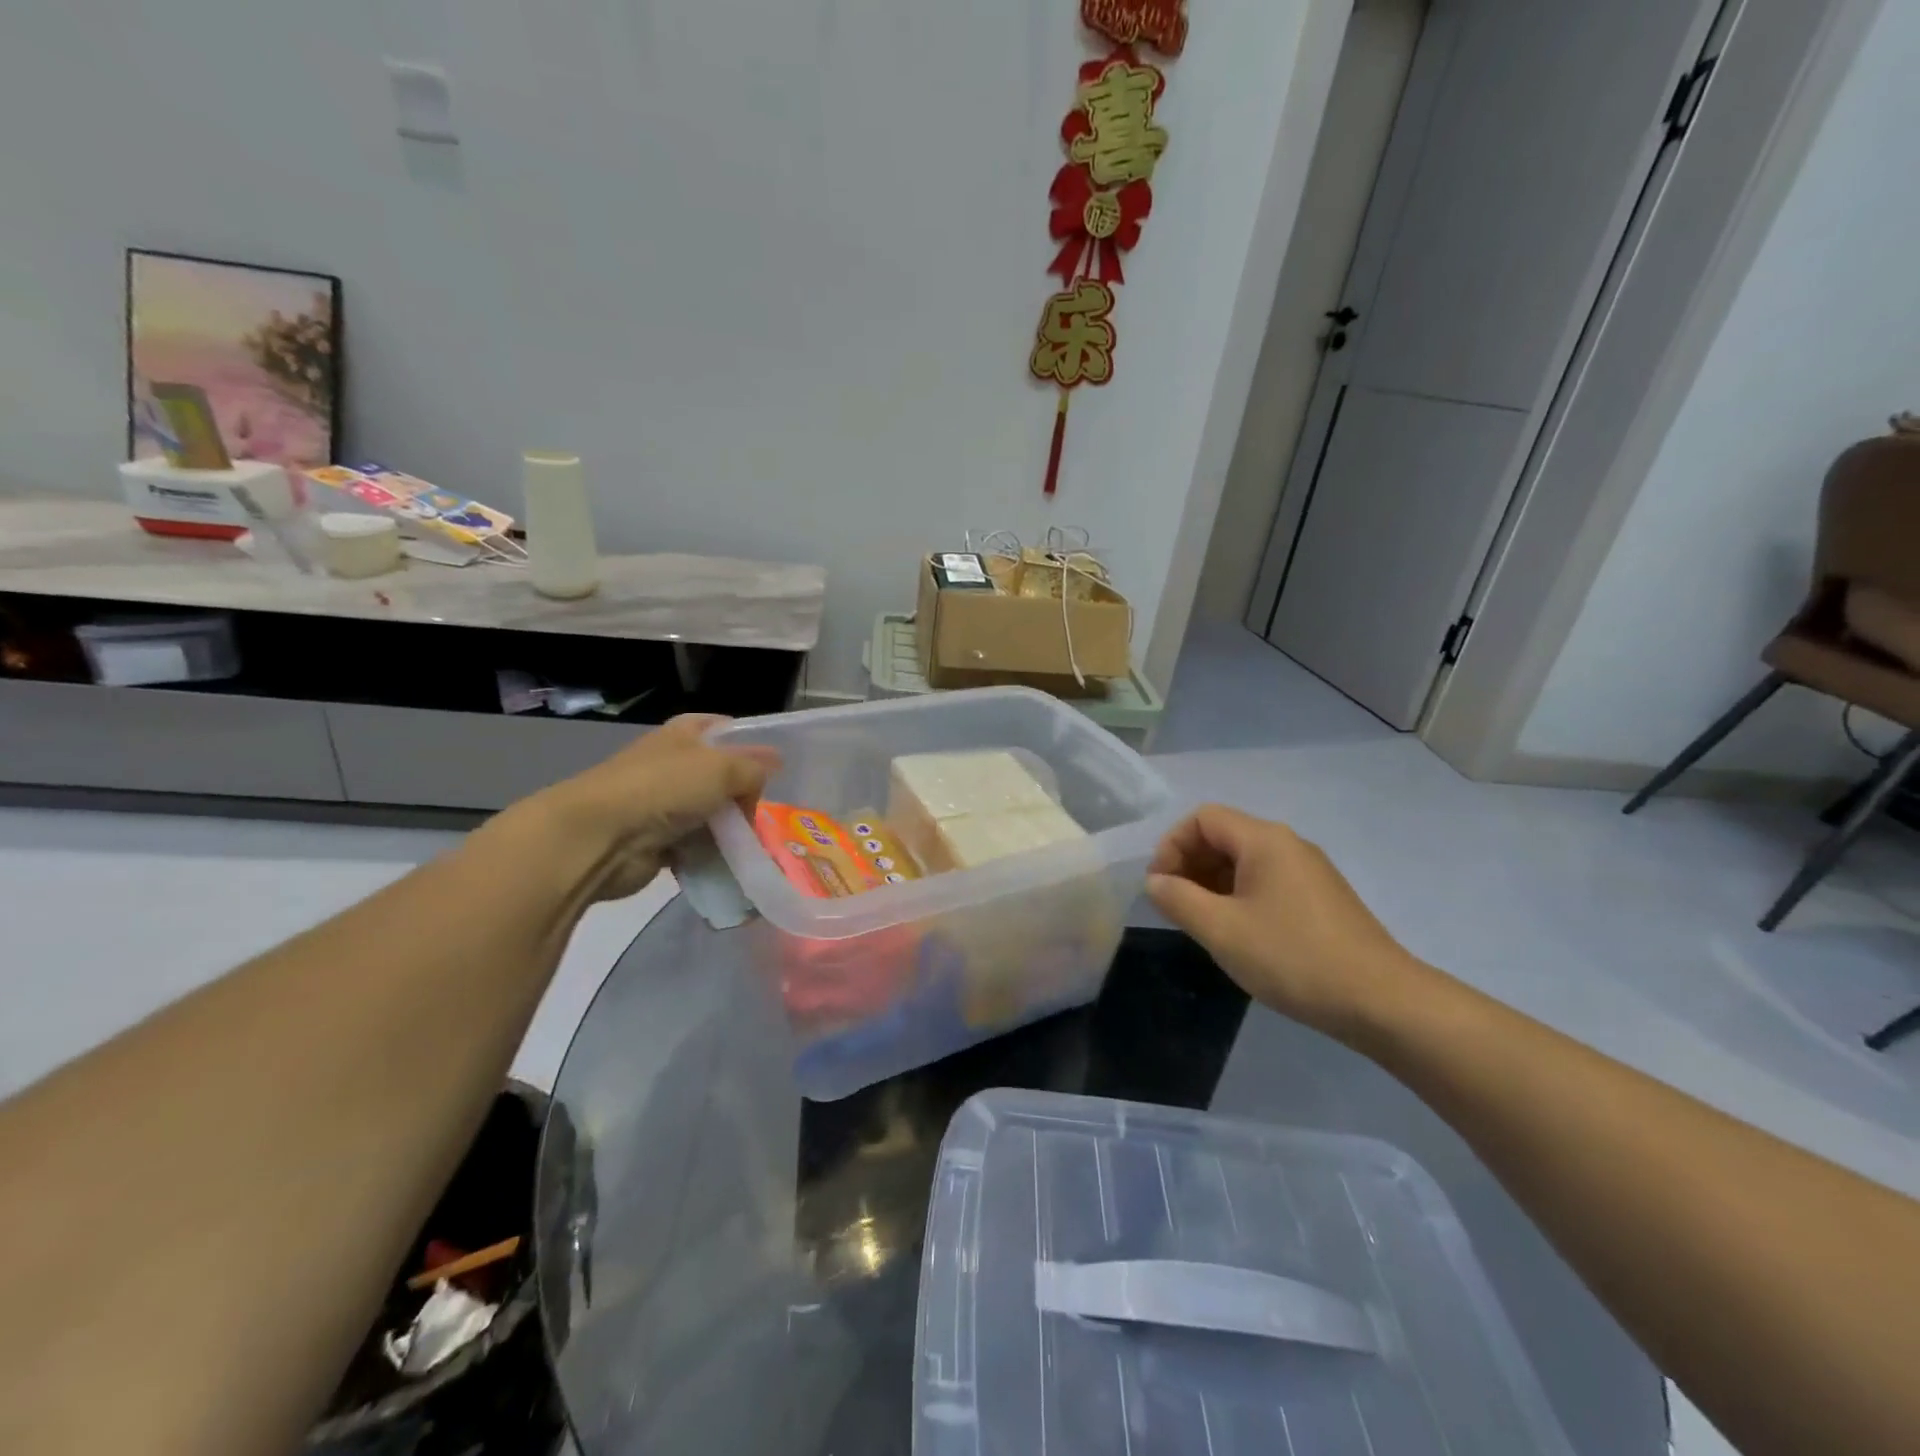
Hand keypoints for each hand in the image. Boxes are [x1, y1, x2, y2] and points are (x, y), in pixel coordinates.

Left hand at [516, 715, 779, 902]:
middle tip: (765, 817)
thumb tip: (774, 765)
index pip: (726, 729)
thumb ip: (754, 767)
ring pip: (711, 815)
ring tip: (754, 847)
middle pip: (722, 777)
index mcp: (685, 733)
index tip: (776, 772)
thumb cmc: (663, 789)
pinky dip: (711, 856)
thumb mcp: (722, 768)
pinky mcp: (656, 842)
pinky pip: (696, 847)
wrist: (598, 838)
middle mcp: (673, 764)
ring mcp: (662, 804)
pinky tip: (729, 865)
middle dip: (745, 797)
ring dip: (730, 832)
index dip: (752, 746)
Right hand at [1146, 805, 1427, 1037]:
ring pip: (1245, 861)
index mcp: (1264, 840)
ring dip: (1212, 883)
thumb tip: (1155, 882)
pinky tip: (1238, 933)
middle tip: (1175, 907)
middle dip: (1190, 864)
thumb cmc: (1292, 958)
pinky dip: (1239, 895)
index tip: (1160, 886)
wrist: (1381, 1001)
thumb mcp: (1222, 930)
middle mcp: (1288, 845)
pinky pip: (1267, 881)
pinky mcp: (1321, 898)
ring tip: (1201, 923)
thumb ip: (1178, 899)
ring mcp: (1309, 871)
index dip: (1172, 845)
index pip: (1202, 818)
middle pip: (1224, 835)